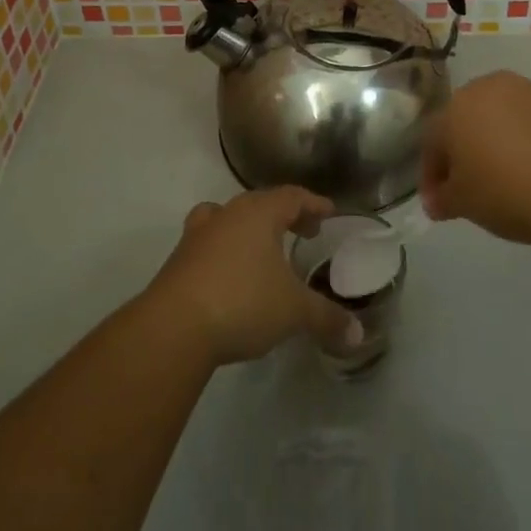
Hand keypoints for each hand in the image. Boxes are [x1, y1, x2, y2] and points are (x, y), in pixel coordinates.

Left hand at [145, 188, 361, 365]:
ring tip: (262, 250)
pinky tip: (231, 275)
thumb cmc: (242, 302)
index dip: (313, 204)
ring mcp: (198, 235)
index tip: (328, 212)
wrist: (173, 327)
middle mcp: (227, 214)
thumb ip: (326, 318)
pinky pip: (209, 244)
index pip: (292, 196)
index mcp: (258, 213)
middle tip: (303, 232)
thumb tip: (358, 333)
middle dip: (284, 215)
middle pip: (260, 203)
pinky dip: (225, 251)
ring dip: (248, 229)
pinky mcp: (178, 261)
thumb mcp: (293, 312)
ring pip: (228, 218)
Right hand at [420, 70, 530, 252]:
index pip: (433, 140)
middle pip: (468, 120)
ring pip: (504, 118)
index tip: (439, 203)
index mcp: (458, 105)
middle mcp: (492, 87)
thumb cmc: (509, 193)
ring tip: (510, 182)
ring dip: (499, 144)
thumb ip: (443, 198)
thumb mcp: (464, 204)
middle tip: (471, 188)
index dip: (432, 174)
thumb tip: (438, 199)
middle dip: (464, 152)